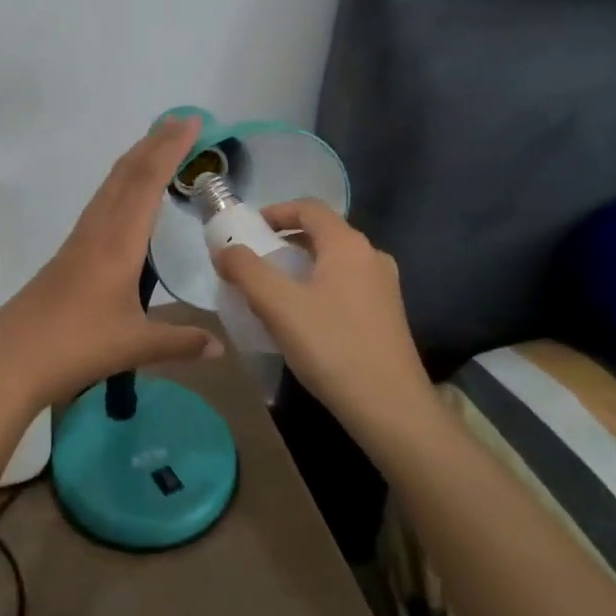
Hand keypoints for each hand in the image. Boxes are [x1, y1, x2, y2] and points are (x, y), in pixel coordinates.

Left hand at [0, 116, 222, 407]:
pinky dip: (121, 186)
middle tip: (181, 122)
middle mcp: (97, 230)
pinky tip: (127, 201)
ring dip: (135, 161)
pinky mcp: (68, 254)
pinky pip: (100, 205)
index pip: (147, 182)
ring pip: (110, 187)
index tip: (190, 122)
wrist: (11, 358)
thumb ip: (180, 342)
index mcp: (118, 242)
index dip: (169, 148)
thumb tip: (220, 346)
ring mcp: (79, 240)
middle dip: (154, 143)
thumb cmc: (77, 346)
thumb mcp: (135, 345)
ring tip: (158, 148)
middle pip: (126, 174)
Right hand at [213, 200, 431, 428]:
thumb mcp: (277, 305)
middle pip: (322, 233)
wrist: (390, 407)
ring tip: (273, 292)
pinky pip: (346, 286)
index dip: (275, 212)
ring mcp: (384, 287)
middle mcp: (371, 256)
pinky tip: (303, 319)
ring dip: (301, 267)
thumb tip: (225, 250)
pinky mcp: (387, 315)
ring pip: (334, 262)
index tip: (248, 230)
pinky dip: (319, 287)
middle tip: (254, 263)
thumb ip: (246, 270)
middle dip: (285, 242)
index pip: (309, 208)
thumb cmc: (331, 346)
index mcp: (348, 245)